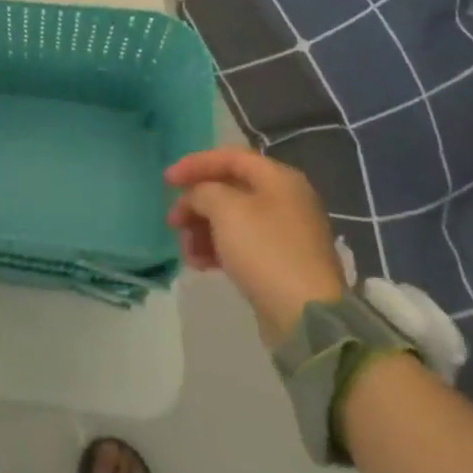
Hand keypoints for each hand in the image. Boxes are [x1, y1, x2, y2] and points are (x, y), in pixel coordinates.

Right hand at [167, 146, 344, 346]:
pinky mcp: (279, 262)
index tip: (167, 180)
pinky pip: (241, 244)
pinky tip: (199, 264)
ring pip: (231, 219)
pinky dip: (217, 249)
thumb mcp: (226, 209)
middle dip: (196, 203)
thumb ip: (204, 191)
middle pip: (229, 189)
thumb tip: (198, 197)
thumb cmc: (265, 250)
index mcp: (278, 179)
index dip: (195, 164)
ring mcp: (284, 233)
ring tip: (186, 250)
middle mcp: (285, 200)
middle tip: (173, 220)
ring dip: (202, 229)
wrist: (306, 316)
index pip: (230, 157)